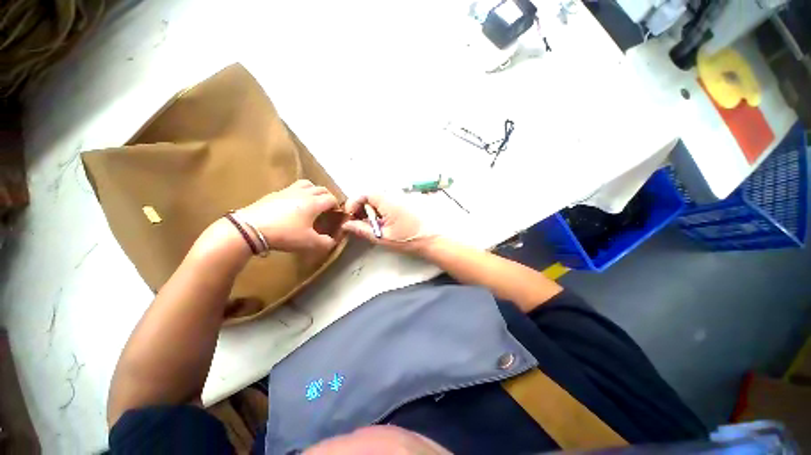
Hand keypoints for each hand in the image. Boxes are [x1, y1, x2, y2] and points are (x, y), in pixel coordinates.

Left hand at [238, 180, 339, 251]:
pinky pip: (291, 188)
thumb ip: (325, 243)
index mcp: (314, 203)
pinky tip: (292, 206)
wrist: (250, 229)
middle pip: (321, 188)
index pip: (332, 199)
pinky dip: (298, 193)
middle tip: (327, 208)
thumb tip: (333, 241)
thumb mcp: (309, 242)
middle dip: (327, 197)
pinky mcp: (274, 194)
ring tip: (312, 201)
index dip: (337, 206)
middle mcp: (303, 193)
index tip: (336, 215)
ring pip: (306, 184)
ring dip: (313, 191)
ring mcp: (287, 191)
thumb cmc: (285, 234)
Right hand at [342, 194, 435, 252]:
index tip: (350, 215)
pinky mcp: (408, 202)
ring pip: (381, 199)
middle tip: (359, 222)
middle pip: (372, 195)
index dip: (354, 202)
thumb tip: (346, 225)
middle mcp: (395, 195)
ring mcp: (403, 197)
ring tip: (372, 224)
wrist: (433, 240)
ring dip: (372, 209)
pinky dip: (382, 210)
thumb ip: (362, 229)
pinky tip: (384, 222)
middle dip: (362, 207)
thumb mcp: (382, 237)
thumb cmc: (407, 239)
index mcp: (388, 201)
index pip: (365, 193)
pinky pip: (390, 202)